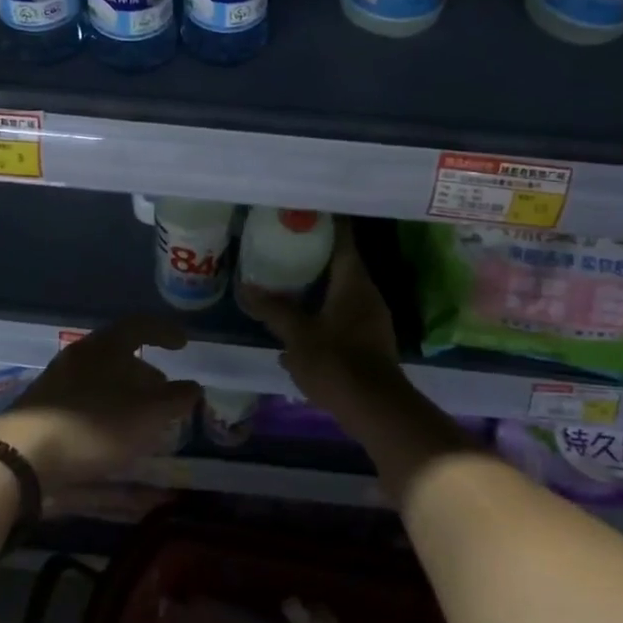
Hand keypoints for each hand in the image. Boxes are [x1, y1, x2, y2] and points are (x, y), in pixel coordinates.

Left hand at [0, 316, 200, 493]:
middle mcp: (79, 357)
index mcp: (104, 346)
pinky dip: (107, 414)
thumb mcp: (147, 414)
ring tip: (144, 421)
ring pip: (102, 381)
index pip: (140, 326)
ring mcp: (57, 384)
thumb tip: (194, 387)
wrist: (23, 455)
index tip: (183, 344)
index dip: (164, 332)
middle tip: (165, 393)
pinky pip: (86, 404)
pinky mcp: (44, 412)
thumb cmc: (93, 424)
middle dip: (145, 372)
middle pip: (119, 355)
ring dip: (126, 397)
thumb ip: (175, 399)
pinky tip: (115, 439)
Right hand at [237, 228, 403, 413]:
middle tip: (284, 246)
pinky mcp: (368, 344)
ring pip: (340, 294)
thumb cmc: (336, 361)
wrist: (375, 409)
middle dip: (314, 256)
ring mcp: (371, 321)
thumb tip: (246, 288)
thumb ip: (273, 309)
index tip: (303, 212)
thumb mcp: (298, 334)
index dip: (326, 223)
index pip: (343, 239)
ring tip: (285, 283)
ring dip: (316, 288)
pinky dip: (322, 315)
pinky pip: (342, 317)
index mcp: (354, 283)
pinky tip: (298, 326)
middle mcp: (368, 295)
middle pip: (341, 265)